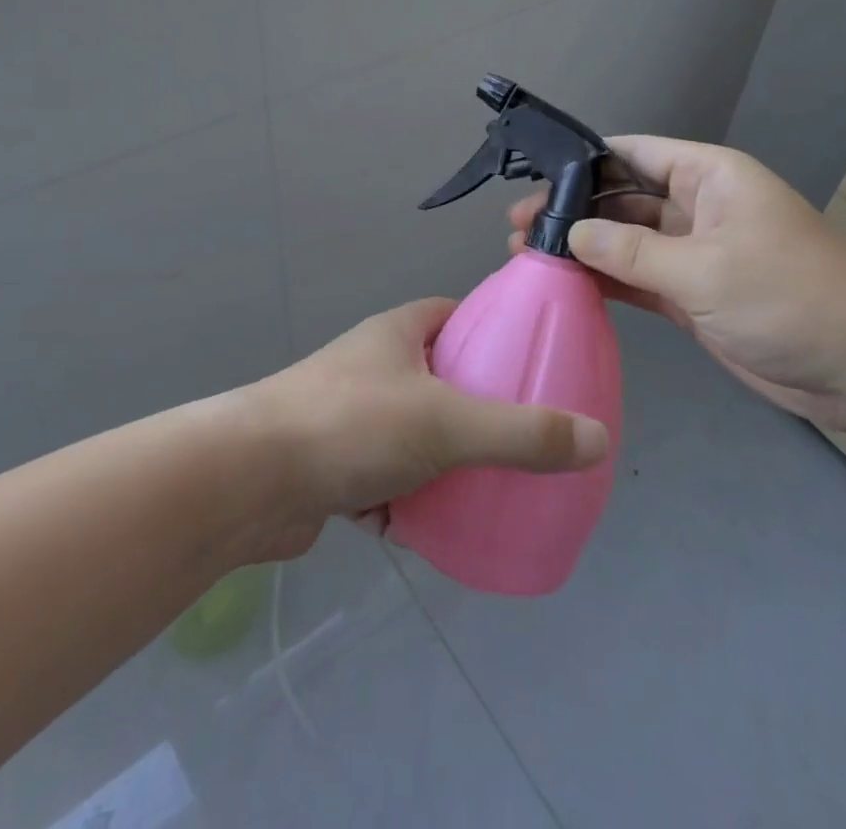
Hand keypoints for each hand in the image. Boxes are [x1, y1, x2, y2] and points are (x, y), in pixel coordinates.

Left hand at [244, 299, 609, 558]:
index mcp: (398, 333)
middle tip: (522, 437)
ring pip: (413, 435)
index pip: (455, 315)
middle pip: (440, 379)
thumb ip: (523, 433)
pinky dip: (408, 503)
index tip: (530, 362)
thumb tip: (597, 439)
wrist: (248, 481)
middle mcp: (373, 366)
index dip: (492, 332)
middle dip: (476, 409)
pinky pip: (386, 480)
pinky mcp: (332, 466)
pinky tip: (434, 531)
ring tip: (489, 488)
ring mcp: (349, 417)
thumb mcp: (448, 423)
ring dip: (443, 462)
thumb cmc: (352, 424)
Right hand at [508, 136, 845, 434]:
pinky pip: (637, 279)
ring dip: (583, 248)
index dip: (583, 160)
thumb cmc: (791, 298)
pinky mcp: (691, 295)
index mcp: (708, 176)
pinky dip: (605, 281)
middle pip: (622, 197)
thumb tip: (570, 233)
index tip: (533, 176)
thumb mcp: (706, 269)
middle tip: (518, 227)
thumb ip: (632, 252)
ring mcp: (692, 253)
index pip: (633, 152)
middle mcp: (696, 206)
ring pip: (625, 241)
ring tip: (527, 256)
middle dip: (573, 209)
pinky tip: (565, 284)